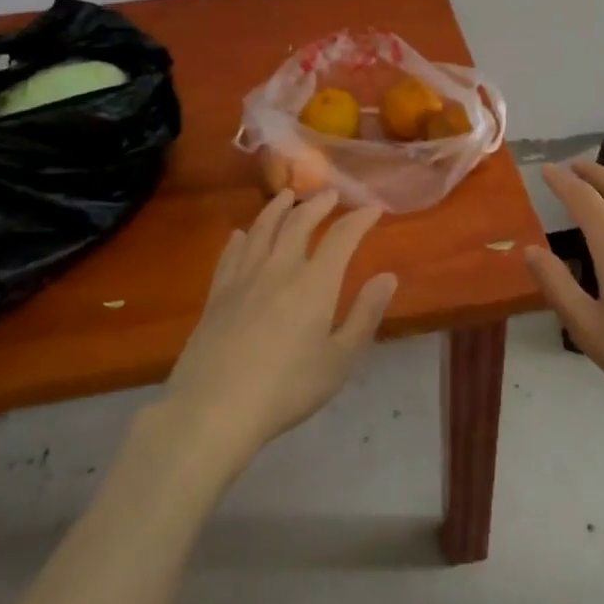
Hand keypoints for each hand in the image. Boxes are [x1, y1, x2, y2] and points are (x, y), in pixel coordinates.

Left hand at [160, 189, 397, 473]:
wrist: (214, 408)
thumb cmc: (287, 388)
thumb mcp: (340, 360)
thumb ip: (365, 315)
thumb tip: (388, 277)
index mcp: (315, 283)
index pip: (342, 237)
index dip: (359, 219)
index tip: (373, 209)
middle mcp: (280, 268)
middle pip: (299, 223)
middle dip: (317, 205)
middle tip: (329, 194)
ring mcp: (244, 278)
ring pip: (262, 230)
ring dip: (277, 208)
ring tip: (287, 196)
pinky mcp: (217, 294)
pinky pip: (230, 254)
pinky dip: (240, 238)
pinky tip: (241, 234)